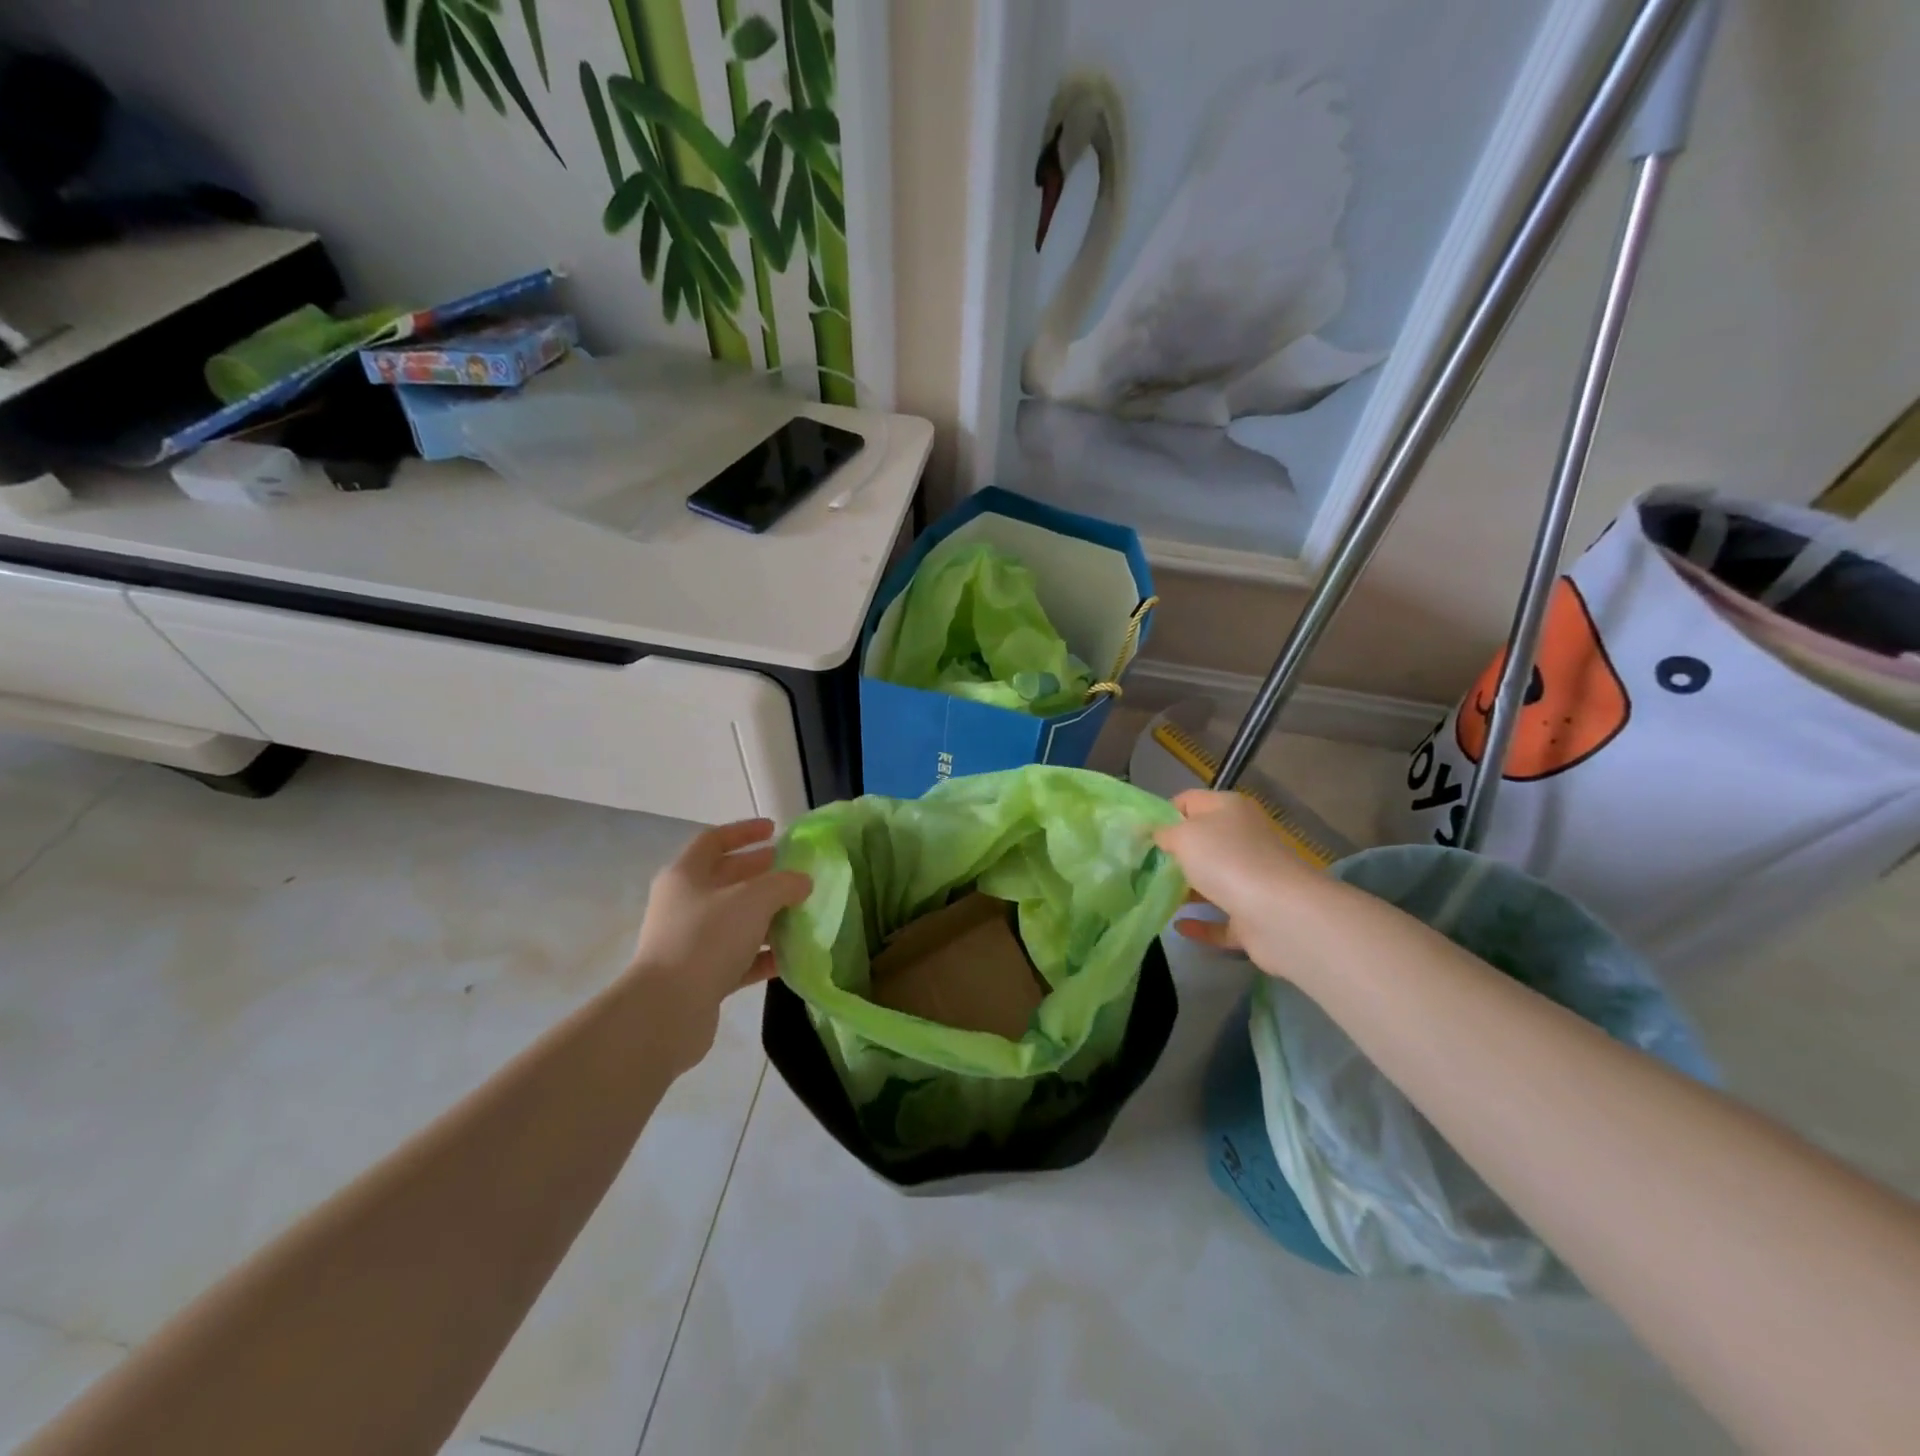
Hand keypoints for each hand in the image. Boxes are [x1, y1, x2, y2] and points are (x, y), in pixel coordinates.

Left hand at [627, 819, 810, 1072]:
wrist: (668, 1009)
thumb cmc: (708, 938)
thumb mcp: (754, 899)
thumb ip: (784, 884)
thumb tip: (802, 882)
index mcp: (686, 875)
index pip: (714, 840)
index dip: (744, 832)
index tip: (775, 830)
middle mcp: (683, 904)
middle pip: (726, 879)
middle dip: (761, 873)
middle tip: (794, 871)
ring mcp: (689, 941)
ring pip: (734, 920)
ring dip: (766, 915)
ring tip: (800, 913)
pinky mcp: (699, 976)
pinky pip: (737, 957)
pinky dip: (762, 954)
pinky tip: (790, 956)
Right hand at [1152, 790, 1324, 975]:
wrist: (1279, 914)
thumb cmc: (1226, 860)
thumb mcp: (1184, 835)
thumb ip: (1164, 832)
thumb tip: (1155, 833)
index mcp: (1230, 810)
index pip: (1190, 801)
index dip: (1164, 814)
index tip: (1140, 835)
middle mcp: (1243, 840)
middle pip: (1202, 842)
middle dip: (1173, 854)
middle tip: (1139, 866)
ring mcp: (1251, 880)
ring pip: (1212, 880)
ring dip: (1186, 889)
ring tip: (1151, 895)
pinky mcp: (1254, 917)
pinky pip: (1221, 920)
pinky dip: (1201, 924)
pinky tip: (1177, 926)